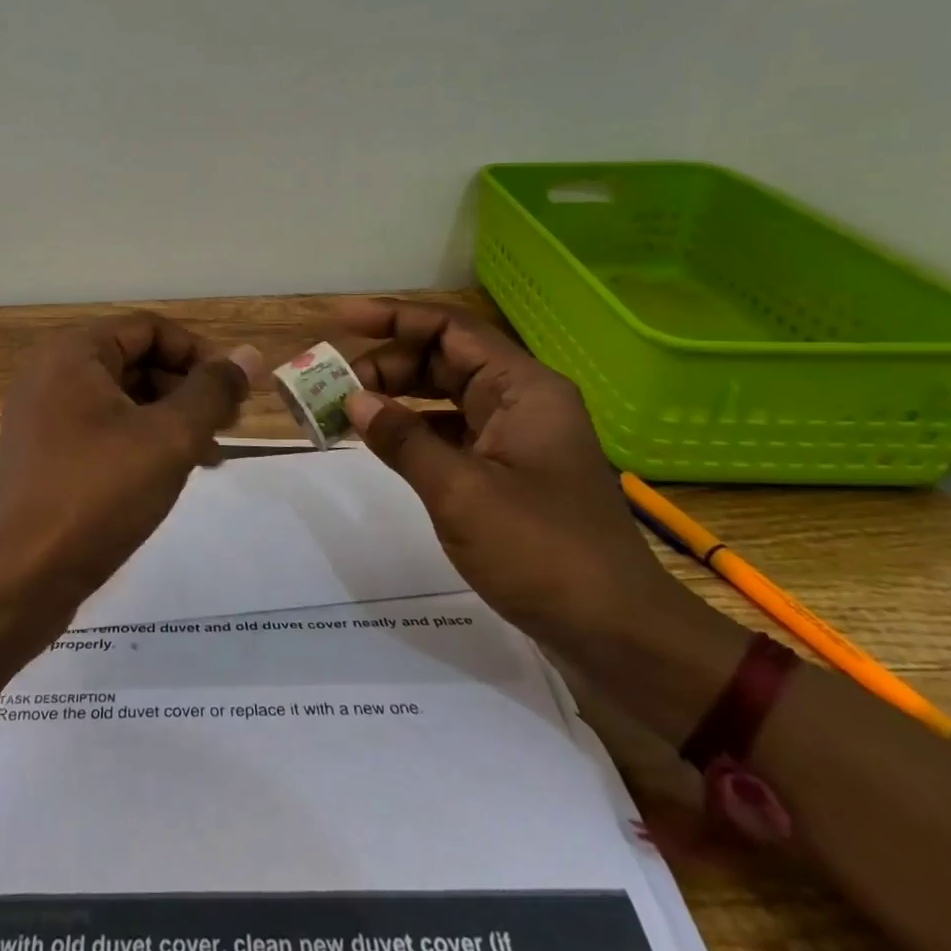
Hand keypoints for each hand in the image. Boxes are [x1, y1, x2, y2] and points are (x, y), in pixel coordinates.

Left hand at [0, 313, 262, 630]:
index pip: (151, 329)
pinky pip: (103, 429)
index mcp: (74, 353)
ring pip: (123, 399)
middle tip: (229, 424)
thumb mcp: (169, 438)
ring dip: (170, 417)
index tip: (236, 391)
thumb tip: (251, 355)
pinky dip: (142, 440)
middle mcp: (52, 374)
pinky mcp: (46, 454)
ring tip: (210, 453)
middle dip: (188, 388)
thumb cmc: (97, 495)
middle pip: (136, 360)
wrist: (19, 581)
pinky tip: (173, 471)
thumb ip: (213, 392)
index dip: (200, 354)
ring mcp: (44, 416)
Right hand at [335, 297, 700, 655]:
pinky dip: (414, 430)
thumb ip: (403, 439)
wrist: (617, 634)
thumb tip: (354, 400)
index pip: (450, 329)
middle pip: (444, 358)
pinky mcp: (509, 470)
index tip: (341, 318)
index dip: (394, 317)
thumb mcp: (460, 492)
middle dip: (386, 364)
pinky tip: (381, 441)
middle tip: (332, 385)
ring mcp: (517, 436)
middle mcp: (521, 400)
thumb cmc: (542, 552)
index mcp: (523, 389)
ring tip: (345, 409)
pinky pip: (451, 431)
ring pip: (445, 395)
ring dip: (396, 397)